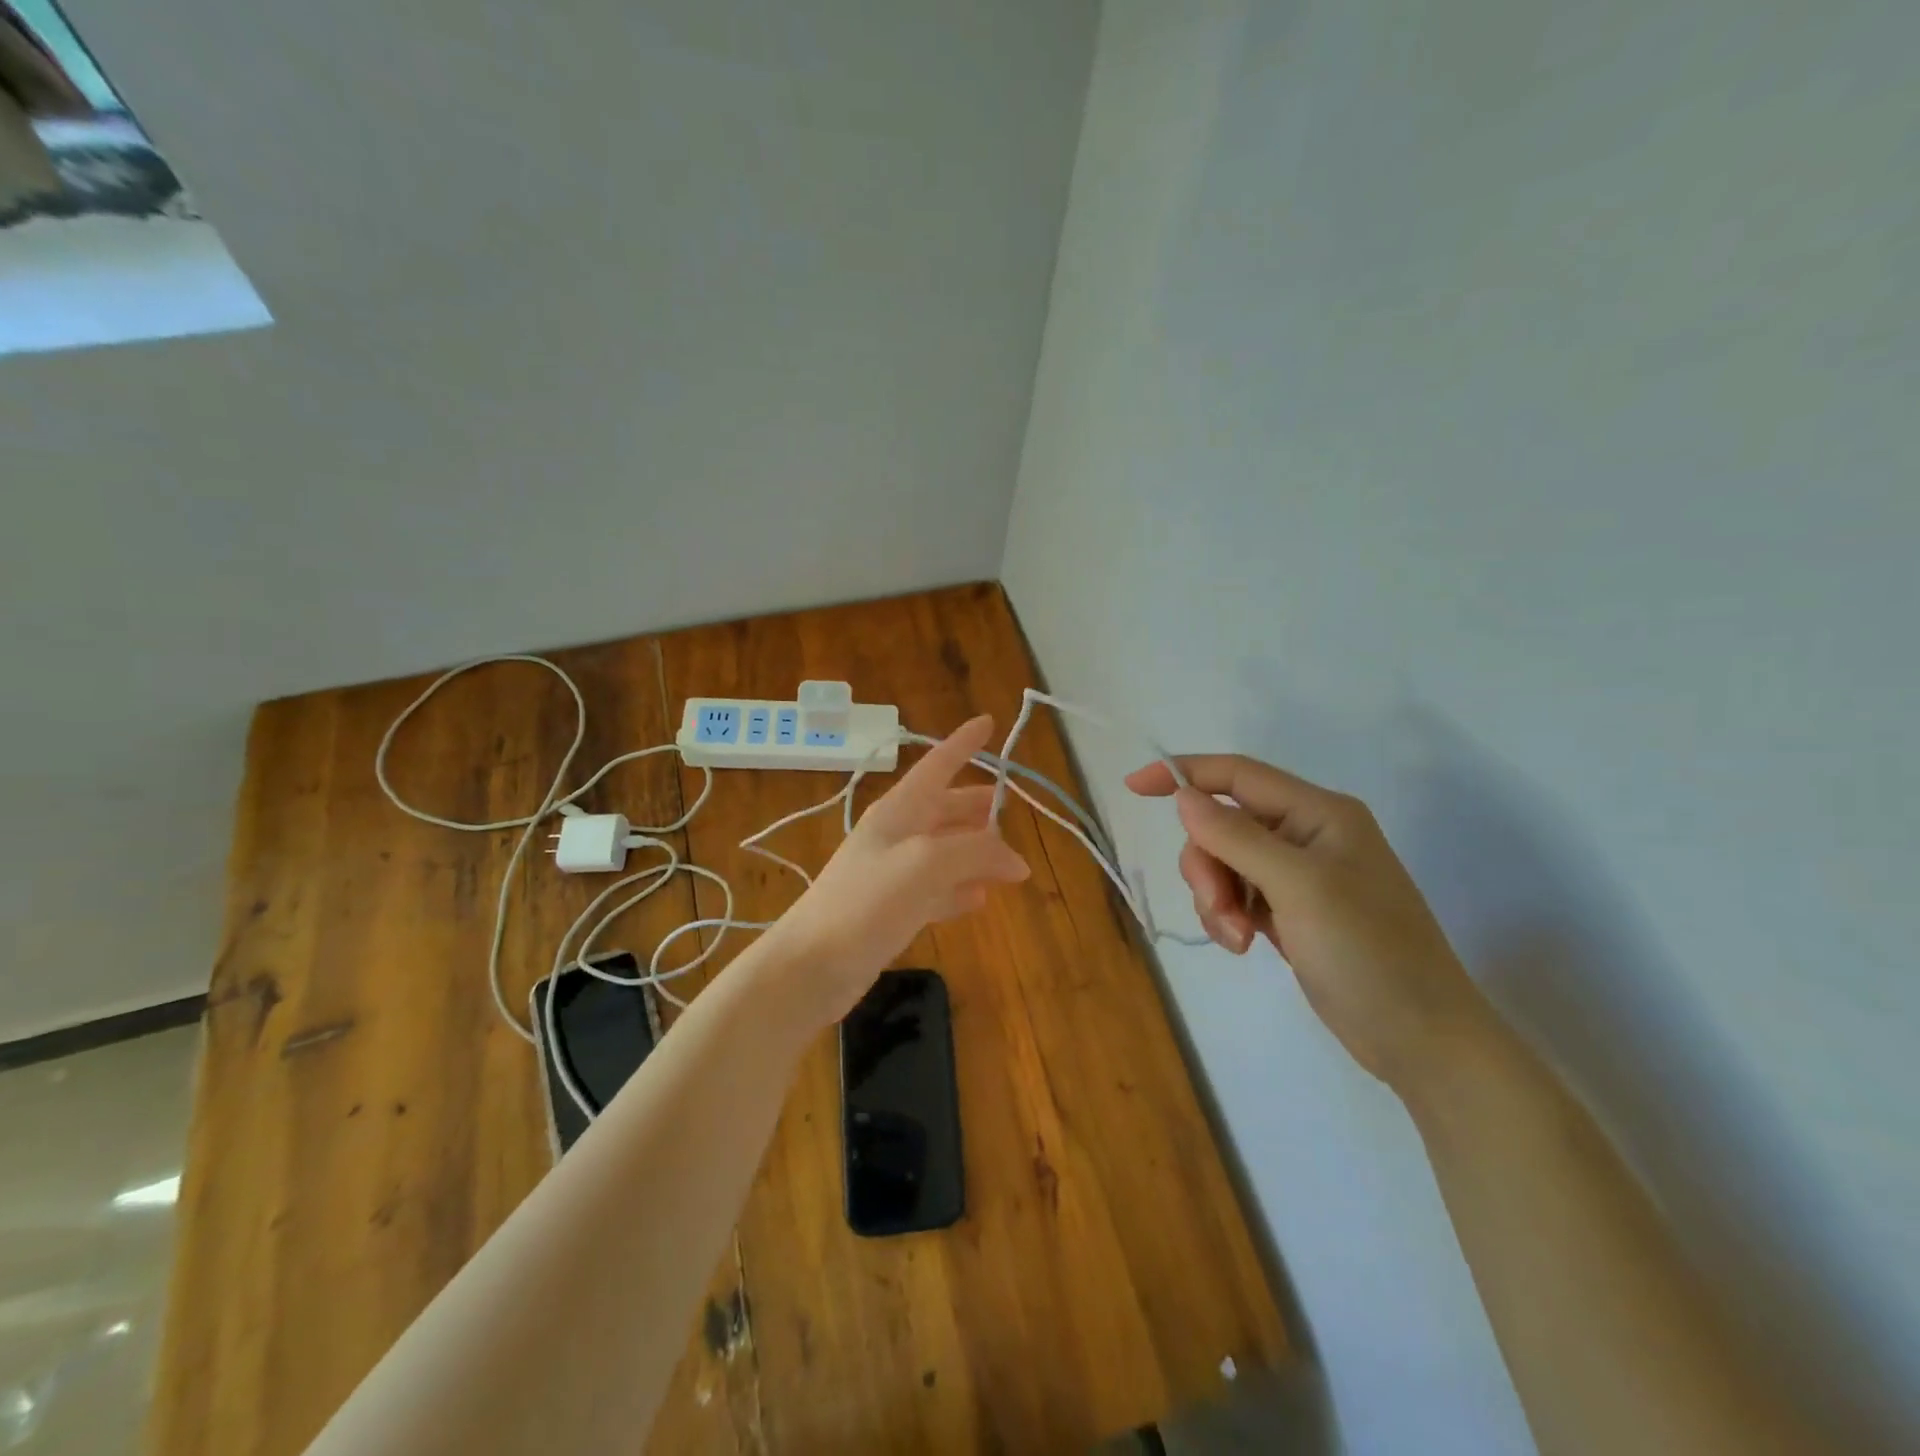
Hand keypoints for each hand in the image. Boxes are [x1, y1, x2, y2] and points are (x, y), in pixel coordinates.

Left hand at [770, 715, 1029, 1025]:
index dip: (963, 743)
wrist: (811, 966)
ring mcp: (893, 873)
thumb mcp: (926, 864)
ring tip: (1010, 864)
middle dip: (978, 807)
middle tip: (1012, 810)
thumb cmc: (866, 902)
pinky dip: (960, 890)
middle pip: (945, 809)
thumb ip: (976, 852)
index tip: (988, 721)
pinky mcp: (893, 910)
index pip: (937, 764)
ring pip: (945, 851)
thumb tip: (1017, 861)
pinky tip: (980, 899)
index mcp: (899, 811)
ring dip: (976, 852)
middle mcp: (896, 835)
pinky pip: (937, 890)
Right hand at [1126, 755, 1490, 1092]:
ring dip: (1217, 898)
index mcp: (1318, 813)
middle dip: (1207, 865)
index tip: (1133, 787)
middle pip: (1222, 825)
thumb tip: (1184, 796)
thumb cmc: (1369, 951)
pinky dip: (1228, 917)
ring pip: (1223, 863)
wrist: (1422, 1040)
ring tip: (1238, 938)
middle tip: (1220, 909)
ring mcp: (1299, 875)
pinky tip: (1243, 946)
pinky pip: (1236, 895)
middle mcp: (1306, 834)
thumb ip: (1237, 836)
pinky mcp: (1291, 910)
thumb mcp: (1300, 887)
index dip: (1183, 774)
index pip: (1237, 775)